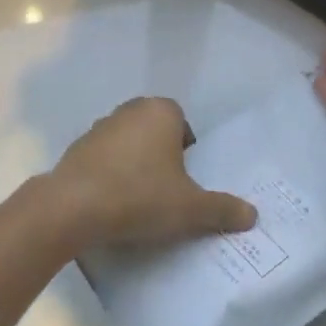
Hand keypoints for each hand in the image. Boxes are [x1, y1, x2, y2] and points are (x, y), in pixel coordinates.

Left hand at [44, 97, 256, 251]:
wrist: (73, 207)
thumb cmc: (140, 196)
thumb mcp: (190, 208)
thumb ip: (222, 209)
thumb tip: (252, 215)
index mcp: (160, 111)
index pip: (183, 124)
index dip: (187, 151)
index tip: (186, 181)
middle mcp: (130, 110)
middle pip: (155, 132)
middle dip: (162, 157)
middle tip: (167, 192)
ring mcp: (99, 127)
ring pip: (128, 144)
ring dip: (134, 165)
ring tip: (139, 202)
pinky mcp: (76, 148)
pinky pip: (103, 160)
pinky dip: (110, 176)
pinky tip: (112, 205)